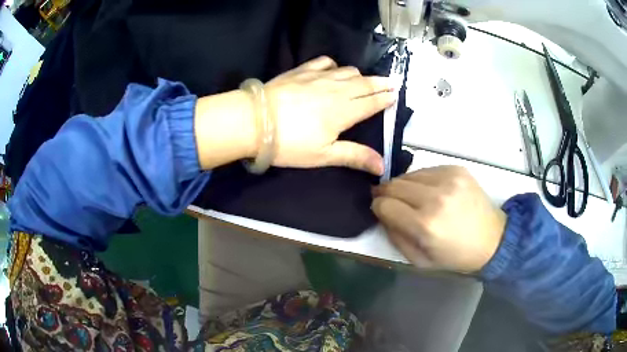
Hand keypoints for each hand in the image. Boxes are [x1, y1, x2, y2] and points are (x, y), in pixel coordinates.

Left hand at [263, 56, 394, 174]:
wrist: (254, 121)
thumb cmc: (289, 143)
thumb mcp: (323, 155)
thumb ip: (355, 156)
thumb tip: (382, 166)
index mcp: (344, 111)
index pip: (372, 102)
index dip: (385, 98)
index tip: (396, 94)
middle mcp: (336, 90)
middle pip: (364, 83)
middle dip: (380, 83)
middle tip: (391, 82)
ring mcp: (318, 77)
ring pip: (347, 71)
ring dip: (360, 75)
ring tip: (365, 80)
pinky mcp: (301, 71)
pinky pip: (324, 62)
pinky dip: (333, 65)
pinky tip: (333, 70)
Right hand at [371, 166, 506, 272]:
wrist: (492, 239)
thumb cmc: (455, 256)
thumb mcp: (419, 260)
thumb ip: (395, 237)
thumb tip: (382, 215)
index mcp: (425, 225)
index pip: (384, 204)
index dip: (377, 207)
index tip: (380, 211)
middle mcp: (435, 197)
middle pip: (393, 185)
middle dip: (386, 194)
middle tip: (390, 202)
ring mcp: (448, 179)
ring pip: (408, 175)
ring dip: (404, 186)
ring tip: (413, 198)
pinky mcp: (457, 169)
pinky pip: (426, 170)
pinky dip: (422, 180)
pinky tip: (430, 191)